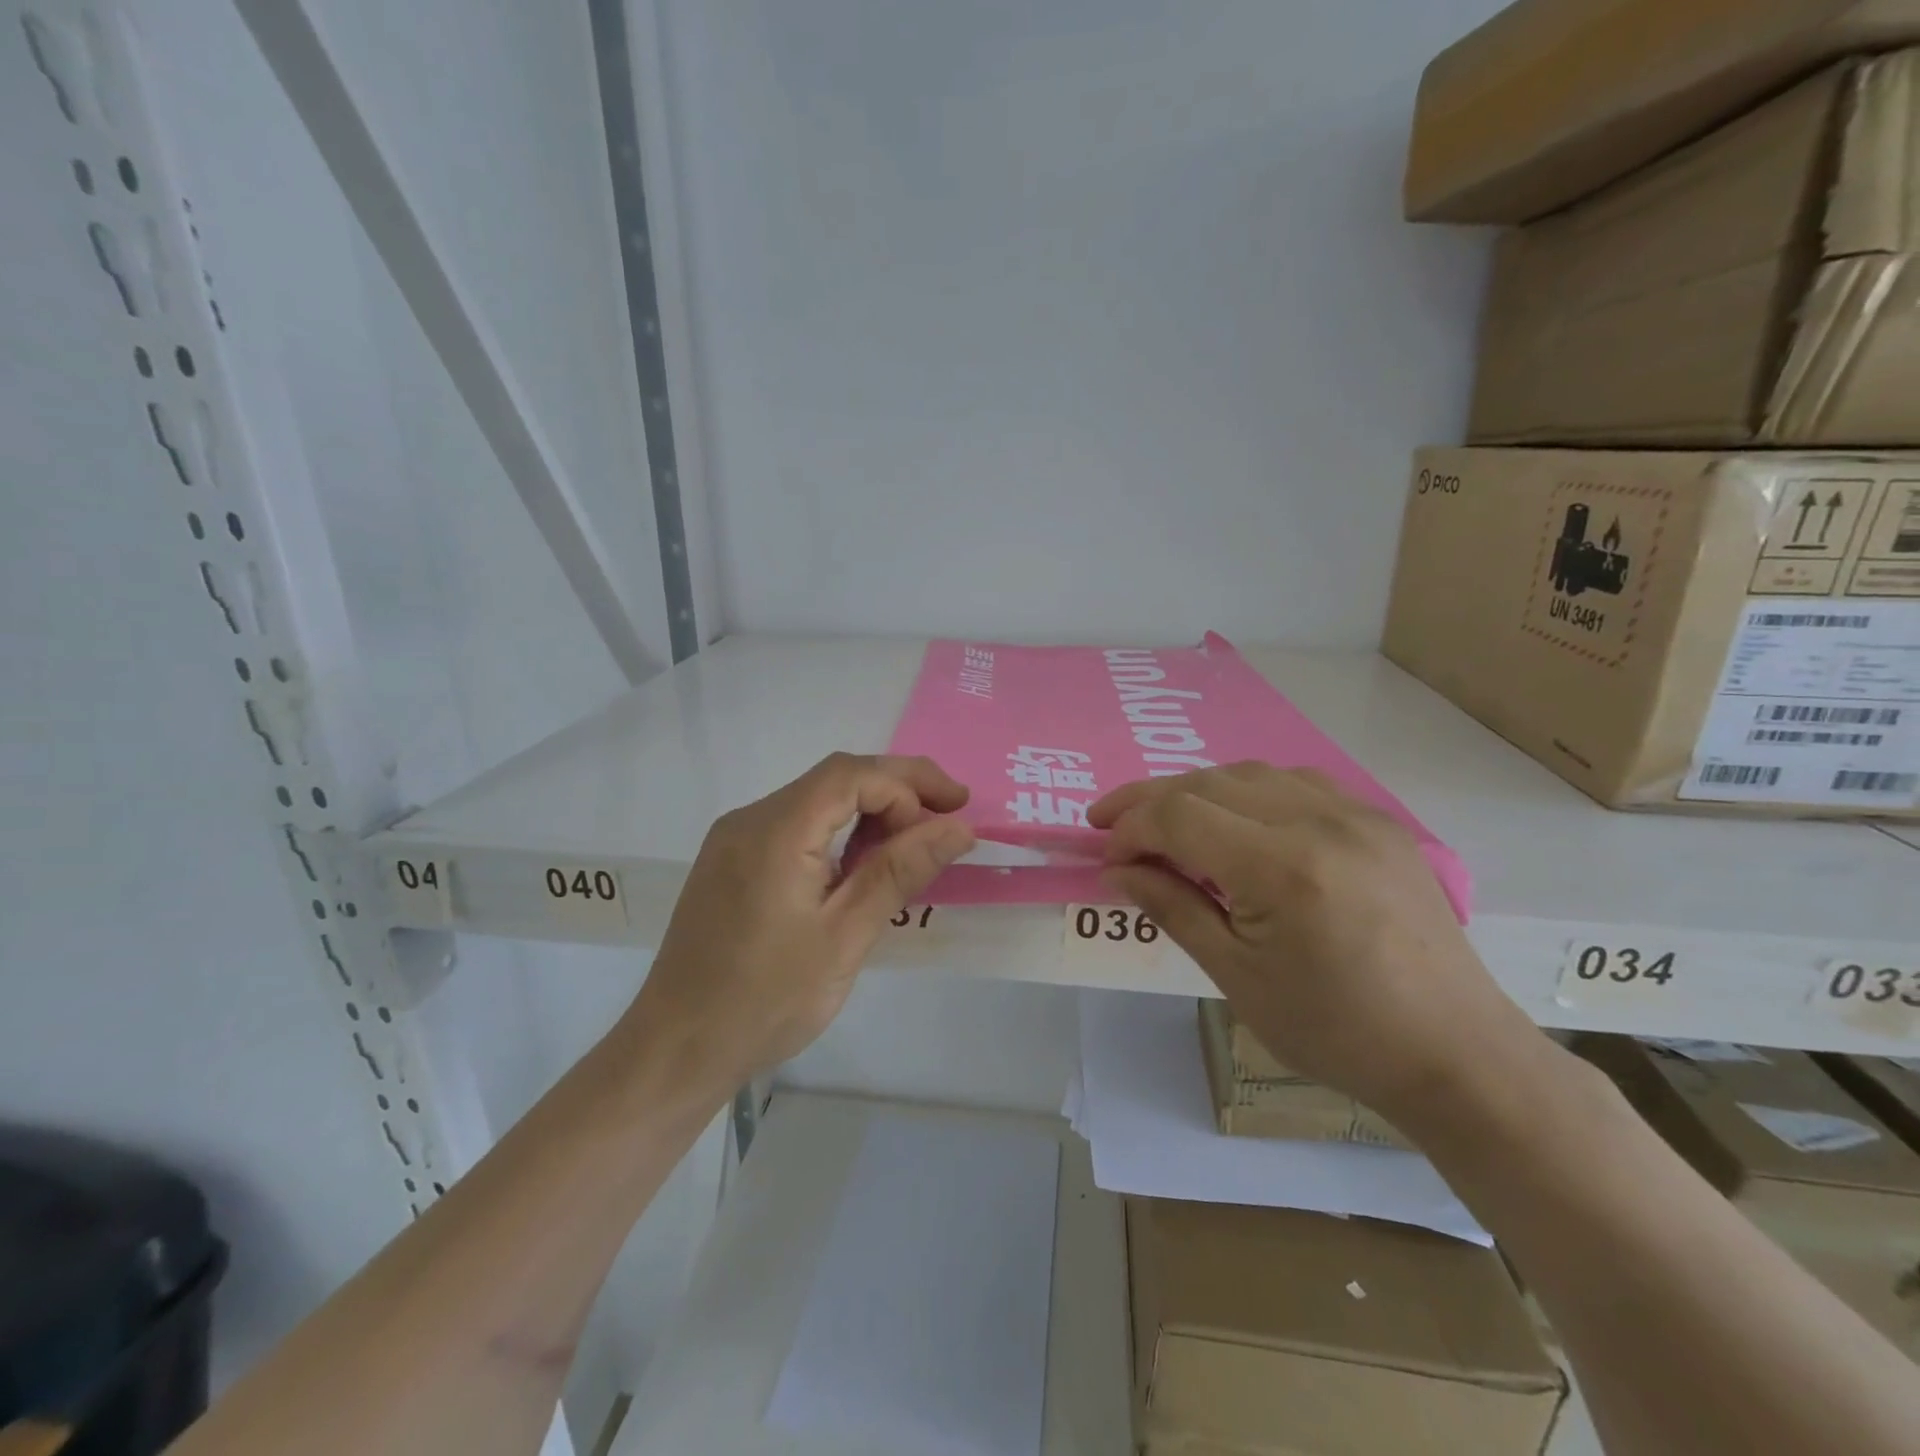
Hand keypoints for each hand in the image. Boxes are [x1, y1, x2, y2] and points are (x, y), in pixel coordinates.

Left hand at [620, 753, 974, 1091]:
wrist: (676, 1049)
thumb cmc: (765, 1001)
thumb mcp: (844, 937)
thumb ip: (899, 872)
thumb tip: (957, 828)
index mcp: (775, 831)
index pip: (852, 775)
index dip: (910, 785)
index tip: (955, 816)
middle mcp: (750, 819)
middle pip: (835, 778)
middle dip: (898, 788)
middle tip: (951, 813)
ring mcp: (736, 839)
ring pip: (817, 799)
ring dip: (871, 810)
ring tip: (917, 842)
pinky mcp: (733, 861)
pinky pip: (796, 824)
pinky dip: (840, 831)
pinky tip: (865, 862)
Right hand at [1090, 764, 1538, 1127]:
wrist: (1454, 1052)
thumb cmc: (1334, 1030)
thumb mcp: (1236, 976)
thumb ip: (1172, 907)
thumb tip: (1119, 868)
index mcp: (1281, 868)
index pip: (1179, 815)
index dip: (1131, 828)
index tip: (1107, 857)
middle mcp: (1318, 821)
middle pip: (1208, 782)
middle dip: (1150, 800)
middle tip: (1114, 827)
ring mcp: (1355, 814)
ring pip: (1250, 773)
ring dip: (1197, 790)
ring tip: (1168, 822)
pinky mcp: (1378, 822)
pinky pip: (1295, 783)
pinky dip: (1248, 791)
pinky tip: (1238, 820)